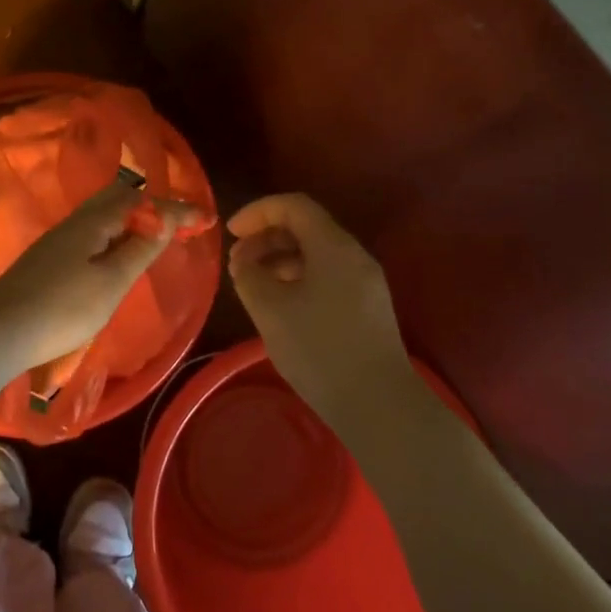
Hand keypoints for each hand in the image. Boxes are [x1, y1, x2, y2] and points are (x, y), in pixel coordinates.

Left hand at [0, 180, 200, 369]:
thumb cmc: (62, 308)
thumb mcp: (111, 282)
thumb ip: (140, 249)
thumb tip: (165, 220)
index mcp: (93, 222)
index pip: (142, 203)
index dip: (175, 210)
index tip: (206, 218)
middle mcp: (76, 222)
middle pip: (120, 200)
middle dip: (154, 207)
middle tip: (182, 221)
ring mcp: (60, 240)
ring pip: (105, 216)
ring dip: (135, 220)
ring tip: (159, 233)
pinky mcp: (51, 258)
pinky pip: (95, 232)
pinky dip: (118, 234)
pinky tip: (120, 251)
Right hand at [228, 193, 415, 426]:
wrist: (379, 405)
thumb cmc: (320, 350)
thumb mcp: (270, 309)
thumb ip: (249, 275)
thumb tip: (245, 261)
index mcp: (334, 246)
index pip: (293, 206)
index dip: (258, 212)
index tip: (231, 232)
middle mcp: (354, 255)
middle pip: (306, 227)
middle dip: (267, 238)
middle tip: (238, 263)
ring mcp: (365, 282)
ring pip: (317, 254)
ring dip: (281, 260)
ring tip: (254, 285)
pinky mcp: (368, 308)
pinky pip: (328, 276)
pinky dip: (298, 278)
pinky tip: (281, 306)